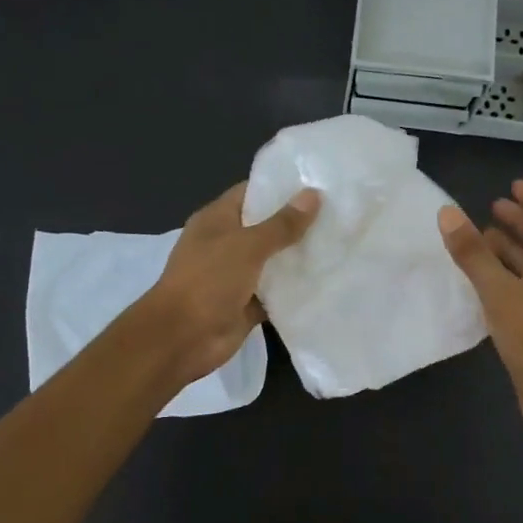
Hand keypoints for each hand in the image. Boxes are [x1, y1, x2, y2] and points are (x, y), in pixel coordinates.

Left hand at [142, 181, 320, 385]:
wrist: (182, 338)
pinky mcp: (246, 305)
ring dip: (299, 258)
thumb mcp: (246, 246)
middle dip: (297, 223)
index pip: (251, 193)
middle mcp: (226, 244)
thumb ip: (281, 224)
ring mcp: (236, 276)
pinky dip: (294, 290)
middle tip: (339, 215)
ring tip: (340, 245)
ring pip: (273, 262)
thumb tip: (313, 195)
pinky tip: (326, 282)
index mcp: (217, 220)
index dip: (281, 188)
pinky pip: (275, 293)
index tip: (318, 184)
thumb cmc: (208, 281)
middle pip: (266, 228)